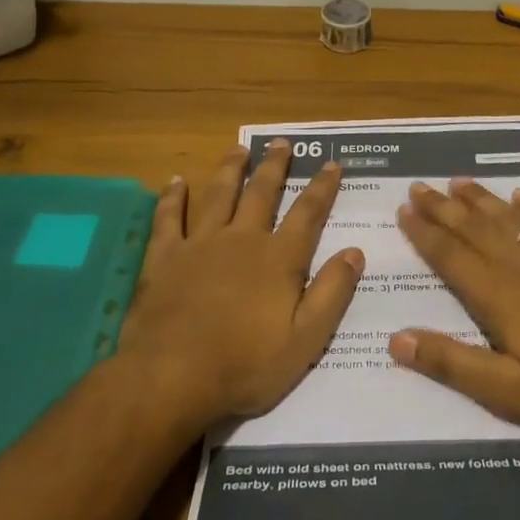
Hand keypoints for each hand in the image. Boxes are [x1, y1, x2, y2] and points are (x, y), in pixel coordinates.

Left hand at [120, 140, 362, 431]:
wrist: (172, 377)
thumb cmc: (246, 364)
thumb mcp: (306, 338)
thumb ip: (332, 292)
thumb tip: (355, 252)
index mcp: (279, 258)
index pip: (308, 213)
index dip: (322, 187)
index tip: (332, 164)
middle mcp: (242, 240)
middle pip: (261, 193)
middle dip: (275, 166)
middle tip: (282, 143)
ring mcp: (199, 245)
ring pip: (218, 195)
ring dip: (231, 170)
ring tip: (239, 149)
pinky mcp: (164, 257)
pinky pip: (168, 218)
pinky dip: (172, 198)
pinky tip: (175, 181)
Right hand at [389, 181, 519, 439]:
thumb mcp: (509, 392)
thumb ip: (452, 363)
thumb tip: (396, 338)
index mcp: (499, 297)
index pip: (451, 257)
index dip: (425, 234)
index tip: (403, 210)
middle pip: (474, 230)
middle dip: (443, 208)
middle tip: (418, 187)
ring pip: (509, 220)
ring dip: (481, 200)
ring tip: (457, 181)